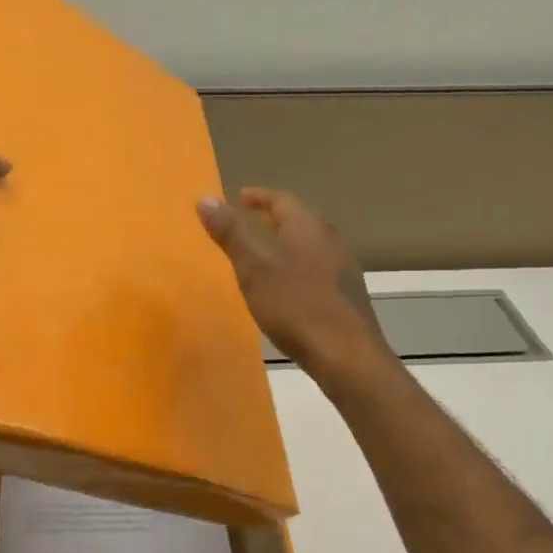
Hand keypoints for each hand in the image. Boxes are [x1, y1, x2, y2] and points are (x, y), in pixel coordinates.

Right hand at [196, 188, 391, 389]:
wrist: (347, 356)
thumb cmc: (296, 307)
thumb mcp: (254, 269)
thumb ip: (231, 233)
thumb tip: (205, 198)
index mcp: (307, 227)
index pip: (281, 199)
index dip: (259, 196)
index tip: (239, 196)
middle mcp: (330, 240)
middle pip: (300, 219)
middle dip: (274, 218)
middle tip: (250, 220)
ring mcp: (342, 268)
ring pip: (310, 244)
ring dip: (286, 242)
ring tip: (264, 253)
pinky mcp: (346, 294)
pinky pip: (317, 266)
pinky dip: (297, 264)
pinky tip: (287, 286)